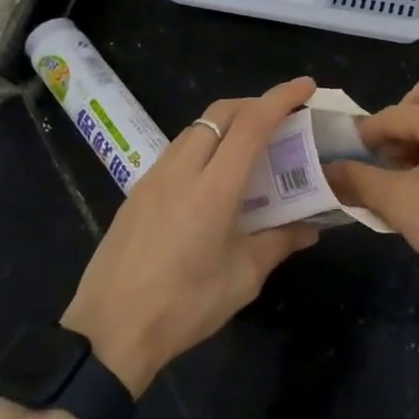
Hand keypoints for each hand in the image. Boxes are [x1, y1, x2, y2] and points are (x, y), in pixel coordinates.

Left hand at [62, 76, 319, 392]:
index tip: (306, 85)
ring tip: (253, 145)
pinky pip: (178, 150)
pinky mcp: (137, 191)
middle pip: (220, 113)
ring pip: (196, 129)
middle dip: (255, 103)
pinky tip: (215, 175)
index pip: (251, 125)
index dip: (281, 98)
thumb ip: (278, 243)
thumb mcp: (242, 279)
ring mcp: (153, 178)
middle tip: (284, 116)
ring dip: (228, 123)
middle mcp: (181, 171)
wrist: (108, 332)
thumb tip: (310, 227)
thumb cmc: (183, 308)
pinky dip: (205, 144)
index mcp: (212, 190)